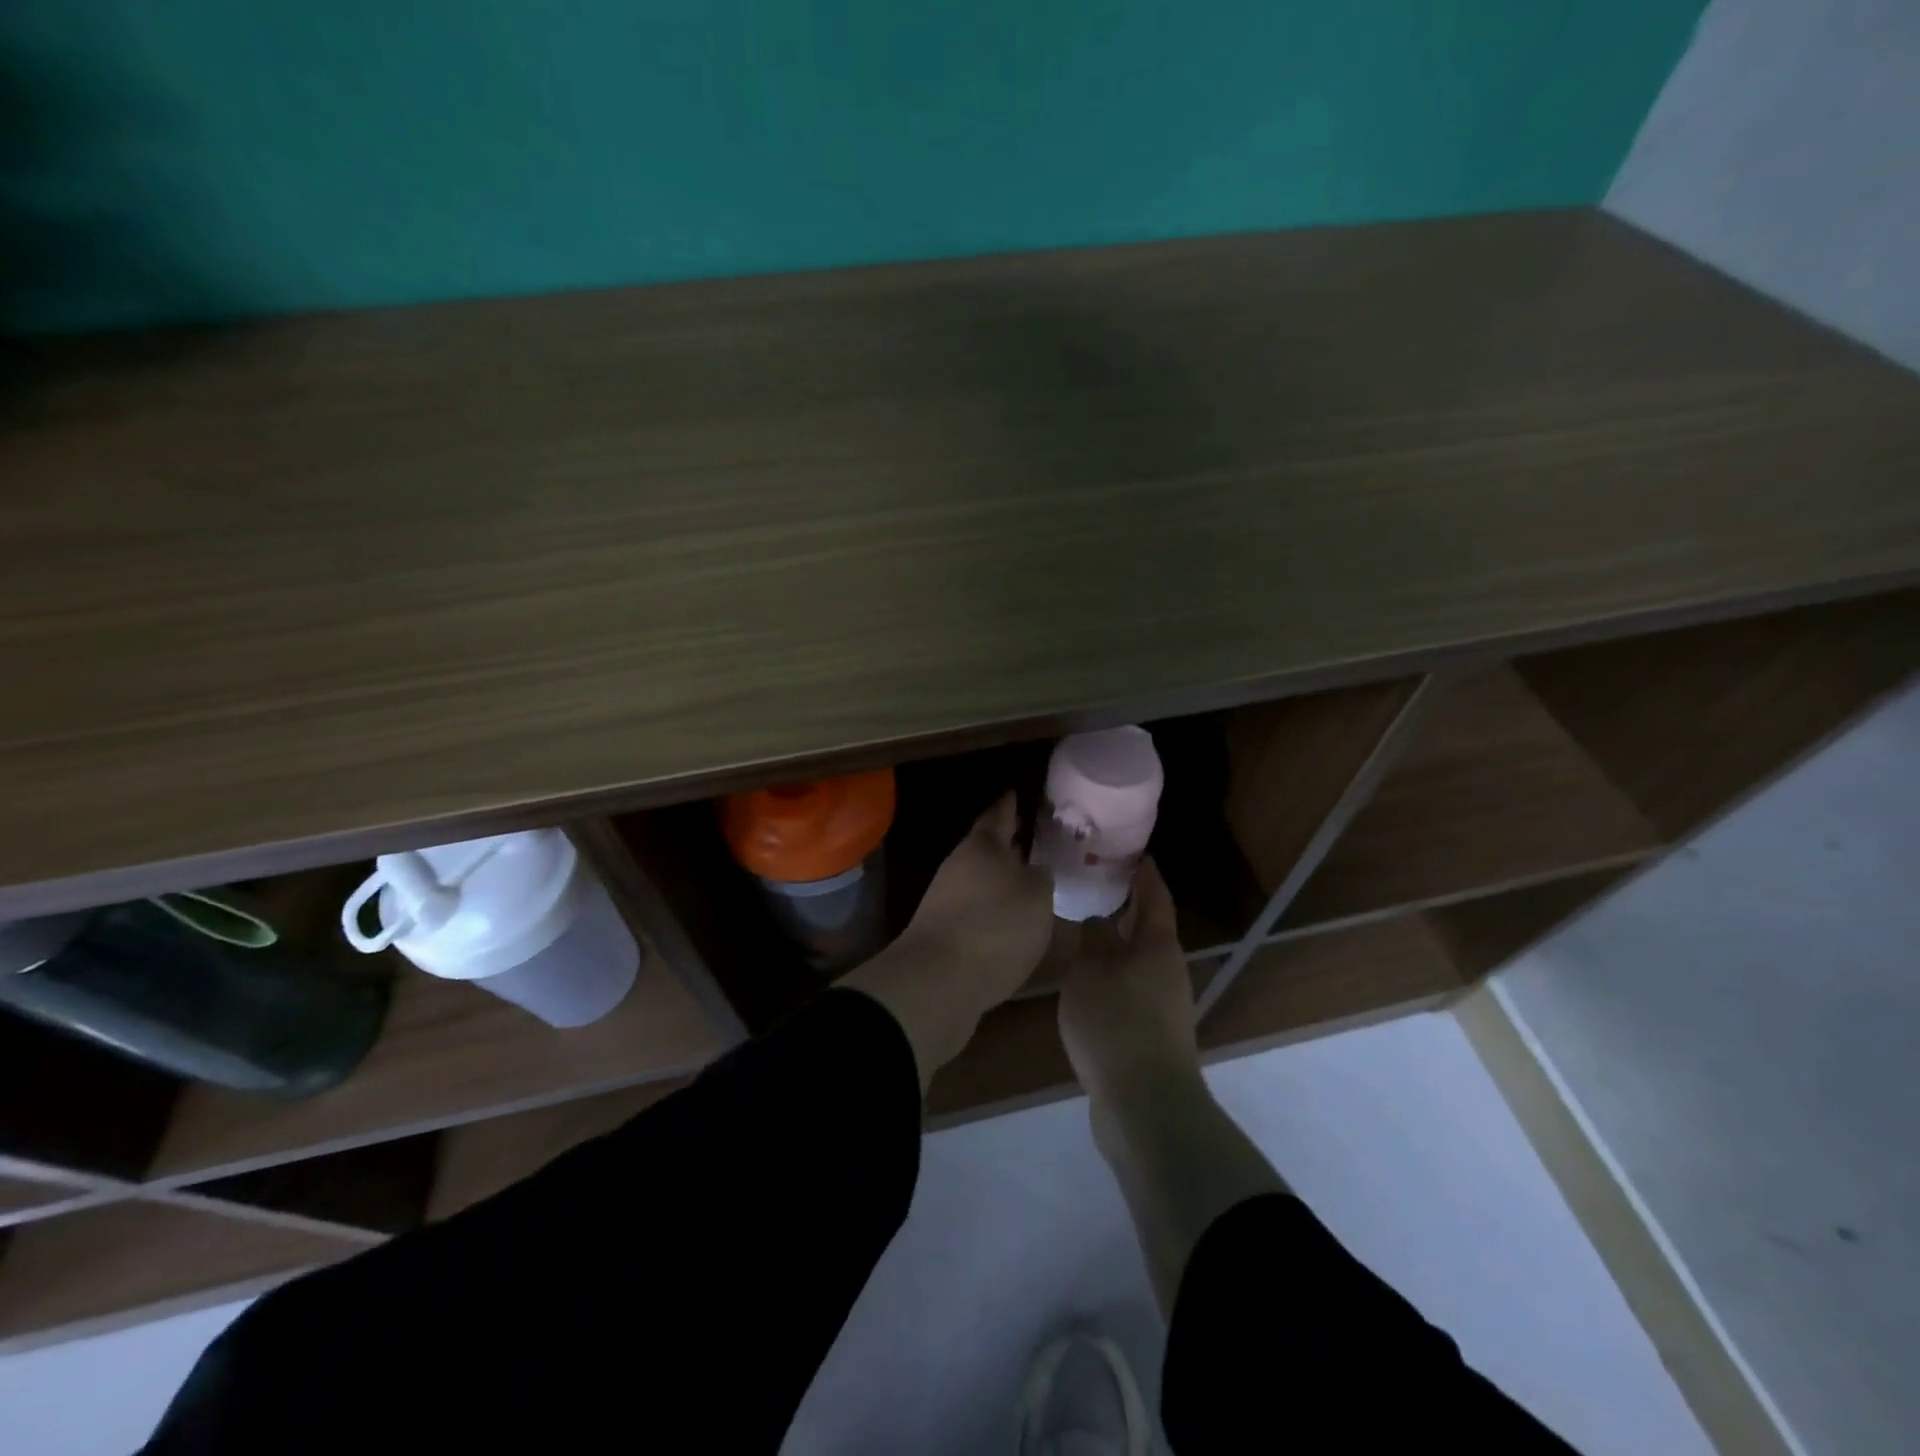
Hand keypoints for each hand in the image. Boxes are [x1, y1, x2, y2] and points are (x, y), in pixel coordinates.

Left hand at [897, 793, 1056, 1005]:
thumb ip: (1040, 878)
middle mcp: (960, 866)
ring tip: (1031, 883)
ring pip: (981, 880)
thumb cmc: (994, 926)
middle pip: (987, 849)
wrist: (937, 982)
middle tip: (1036, 840)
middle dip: (1010, 844)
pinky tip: (1012, 922)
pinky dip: (994, 911)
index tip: (1018, 792)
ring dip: (1002, 880)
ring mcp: (946, 900)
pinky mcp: (944, 934)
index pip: (998, 814)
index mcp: (982, 846)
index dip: (1010, 803)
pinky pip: (976, 912)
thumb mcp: (1036, 896)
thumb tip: (1035, 872)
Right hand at [1057, 859, 1201, 1111]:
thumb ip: (1092, 938)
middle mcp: (1168, 969)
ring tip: (1084, 927)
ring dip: (1117, 941)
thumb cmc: (1117, 1022)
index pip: (1155, 895)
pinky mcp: (1152, 1032)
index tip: (1132, 852)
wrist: (1145, 1104)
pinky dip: (1112, 972)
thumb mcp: (1090, 970)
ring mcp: (1164, 1004)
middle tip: (1094, 883)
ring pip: (1138, 958)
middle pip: (1149, 927)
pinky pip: (1131, 987)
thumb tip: (1096, 920)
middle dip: (1127, 904)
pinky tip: (1087, 978)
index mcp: (1158, 945)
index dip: (1145, 872)